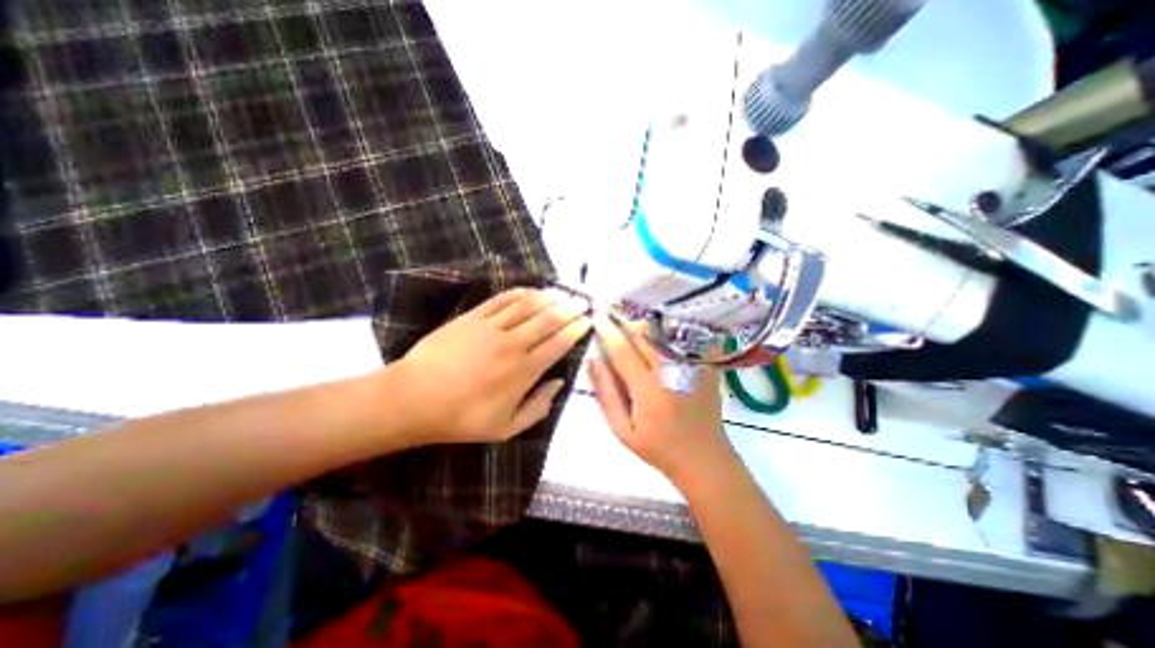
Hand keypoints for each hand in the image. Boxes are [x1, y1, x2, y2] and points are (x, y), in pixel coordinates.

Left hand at [398, 289, 593, 444]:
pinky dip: (521, 292)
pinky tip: (532, 290)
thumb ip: (539, 407)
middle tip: (583, 301)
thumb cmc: (462, 418)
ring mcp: (492, 327)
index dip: (577, 329)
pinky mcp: (473, 317)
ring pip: (529, 305)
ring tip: (563, 293)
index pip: (559, 343)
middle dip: (571, 308)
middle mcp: (514, 344)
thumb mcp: (506, 429)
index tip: (588, 321)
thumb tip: (559, 382)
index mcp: (524, 371)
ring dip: (550, 297)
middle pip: (549, 319)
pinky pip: (502, 299)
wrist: (414, 399)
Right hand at [587, 315, 727, 479]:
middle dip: (624, 325)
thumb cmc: (658, 448)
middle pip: (644, 335)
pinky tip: (656, 341)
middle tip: (612, 325)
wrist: (704, 458)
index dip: (607, 332)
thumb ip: (606, 394)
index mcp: (650, 391)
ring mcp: (693, 366)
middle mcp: (673, 373)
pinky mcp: (706, 365)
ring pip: (662, 332)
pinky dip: (665, 333)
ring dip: (643, 328)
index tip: (596, 318)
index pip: (623, 351)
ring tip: (632, 336)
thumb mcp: (622, 430)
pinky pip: (682, 337)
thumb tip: (593, 360)